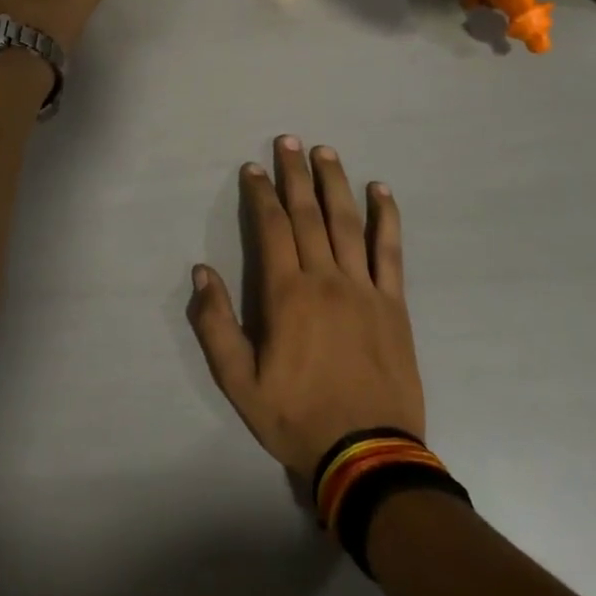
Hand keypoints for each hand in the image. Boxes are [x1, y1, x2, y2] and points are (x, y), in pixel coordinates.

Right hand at [189, 137, 424, 476]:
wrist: (367, 454)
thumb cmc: (297, 417)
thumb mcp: (240, 383)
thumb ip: (216, 326)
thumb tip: (202, 273)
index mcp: (287, 295)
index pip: (272, 228)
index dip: (260, 194)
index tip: (252, 169)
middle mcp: (326, 278)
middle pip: (308, 214)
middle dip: (295, 174)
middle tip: (288, 140)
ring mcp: (364, 288)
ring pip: (347, 222)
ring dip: (335, 183)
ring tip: (325, 152)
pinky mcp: (393, 303)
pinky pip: (389, 250)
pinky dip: (385, 217)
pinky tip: (380, 191)